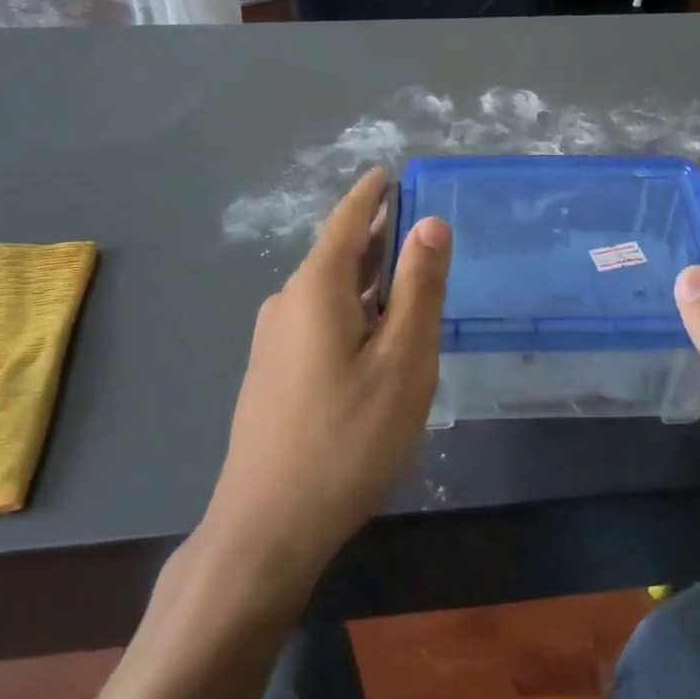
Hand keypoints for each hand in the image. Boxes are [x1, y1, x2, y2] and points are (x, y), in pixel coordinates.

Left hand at [196, 168, 451, 610]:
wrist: (268, 525)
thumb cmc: (348, 437)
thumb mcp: (403, 361)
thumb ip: (418, 289)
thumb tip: (431, 224)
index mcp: (316, 289)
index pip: (346, 222)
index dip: (369, 195)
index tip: (388, 173)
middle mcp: (286, 304)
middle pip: (336, 254)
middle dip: (373, 235)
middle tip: (412, 222)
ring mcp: (273, 342)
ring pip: (327, 291)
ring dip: (364, 275)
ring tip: (401, 272)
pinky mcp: (272, 374)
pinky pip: (317, 319)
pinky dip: (350, 307)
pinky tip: (371, 332)